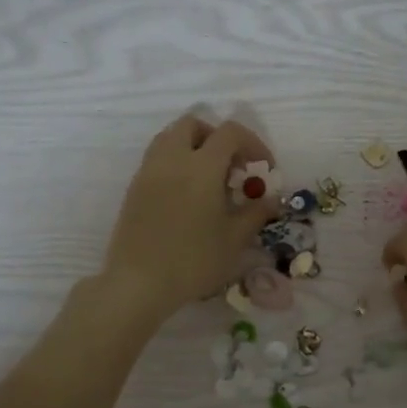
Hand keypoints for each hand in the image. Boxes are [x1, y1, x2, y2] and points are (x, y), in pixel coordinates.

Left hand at [98, 114, 282, 324]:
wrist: (139, 283)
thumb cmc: (193, 260)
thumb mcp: (234, 239)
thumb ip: (255, 213)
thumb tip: (271, 199)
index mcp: (202, 166)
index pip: (230, 133)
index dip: (253, 144)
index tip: (263, 169)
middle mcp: (172, 159)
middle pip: (193, 124)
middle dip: (217, 137)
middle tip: (232, 167)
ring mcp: (149, 171)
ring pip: (170, 137)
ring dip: (194, 147)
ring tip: (209, 180)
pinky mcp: (134, 188)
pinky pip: (157, 158)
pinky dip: (176, 163)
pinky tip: (187, 196)